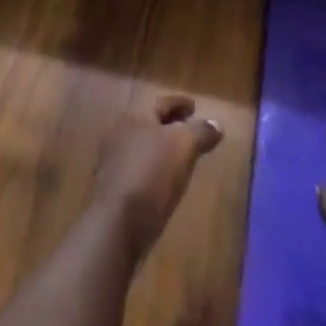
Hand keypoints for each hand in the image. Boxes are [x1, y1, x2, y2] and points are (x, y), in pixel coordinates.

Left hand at [93, 94, 223, 260]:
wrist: (118, 222)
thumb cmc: (152, 174)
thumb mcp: (184, 147)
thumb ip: (200, 132)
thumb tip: (215, 124)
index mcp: (138, 115)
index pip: (163, 103)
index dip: (180, 103)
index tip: (195, 106)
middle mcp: (121, 131)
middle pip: (150, 122)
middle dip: (170, 124)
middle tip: (188, 129)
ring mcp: (112, 159)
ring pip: (142, 145)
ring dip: (159, 147)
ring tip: (178, 156)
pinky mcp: (111, 186)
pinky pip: (136, 167)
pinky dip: (150, 167)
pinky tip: (161, 180)